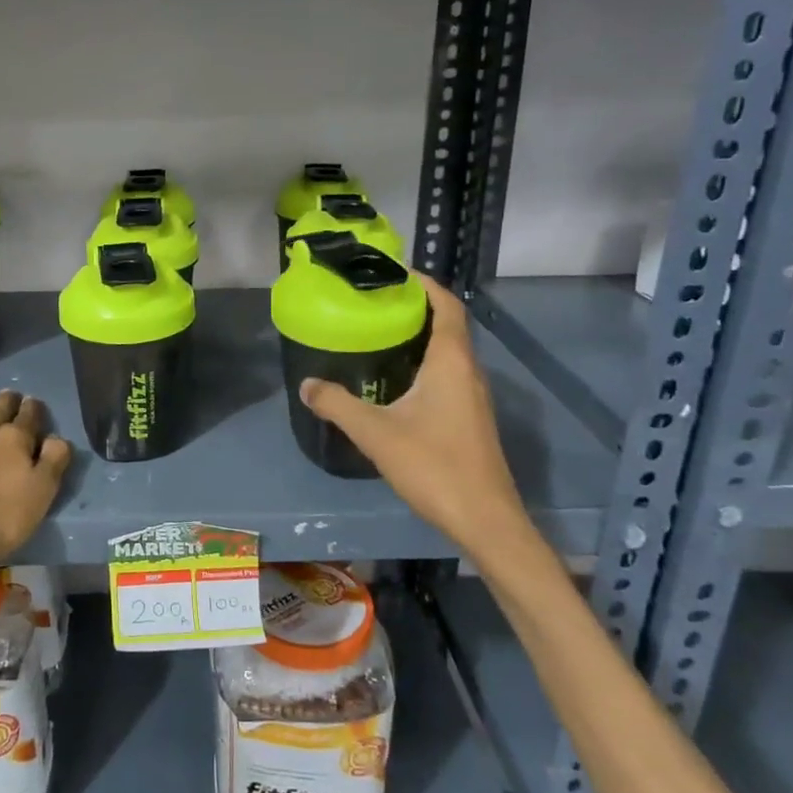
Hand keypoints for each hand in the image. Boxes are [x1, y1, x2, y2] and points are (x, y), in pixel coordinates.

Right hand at [298, 273, 527, 550]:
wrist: (485, 520)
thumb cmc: (434, 466)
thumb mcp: (375, 433)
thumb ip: (337, 405)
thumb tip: (307, 384)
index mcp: (451, 362)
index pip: (446, 305)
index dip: (423, 284)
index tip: (391, 273)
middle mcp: (468, 371)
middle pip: (446, 325)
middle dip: (414, 308)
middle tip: (373, 303)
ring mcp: (473, 396)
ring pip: (447, 352)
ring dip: (418, 338)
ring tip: (377, 335)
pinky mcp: (470, 418)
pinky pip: (447, 375)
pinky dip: (422, 364)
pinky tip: (393, 382)